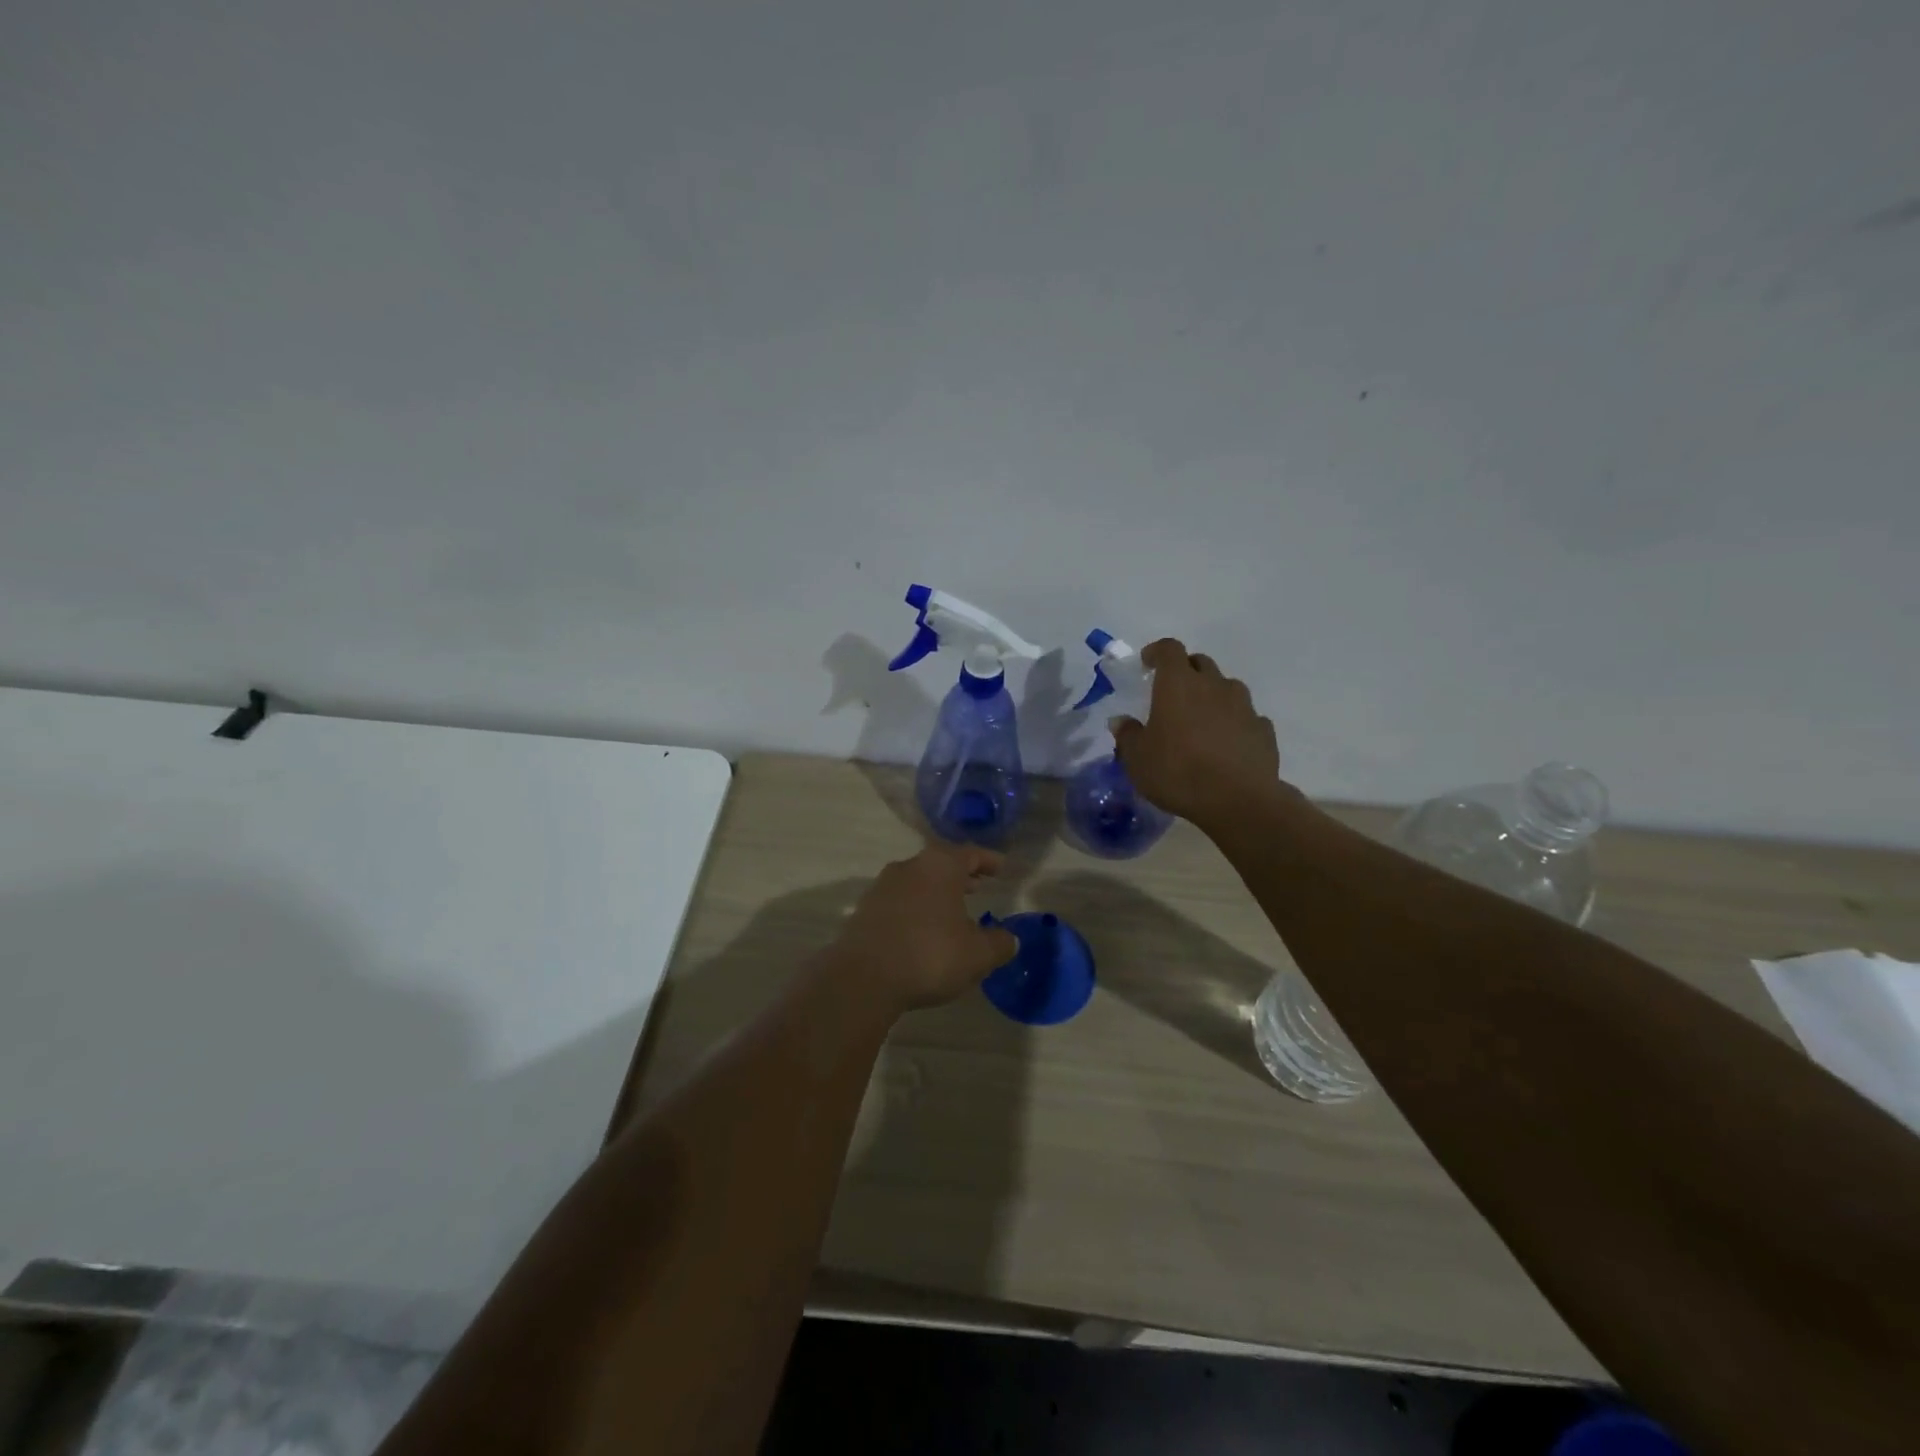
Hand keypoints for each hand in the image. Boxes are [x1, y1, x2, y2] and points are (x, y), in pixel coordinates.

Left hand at [826, 842, 1019, 1015]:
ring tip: (952, 910)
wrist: (863, 977)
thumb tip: (1010, 938)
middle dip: (961, 875)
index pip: (971, 853)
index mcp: (941, 865)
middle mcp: (910, 866)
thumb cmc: (930, 955)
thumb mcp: (977, 954)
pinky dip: (916, 908)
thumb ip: (999, 943)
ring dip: (937, 892)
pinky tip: (923, 930)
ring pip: (918, 880)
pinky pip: (900, 901)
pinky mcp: (865, 909)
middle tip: (978, 886)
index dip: (988, 860)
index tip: (1001, 868)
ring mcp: (883, 886)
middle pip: (941, 863)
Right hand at [1112, 639, 1282, 831]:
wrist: (1238, 801)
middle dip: (1185, 671)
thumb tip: (1121, 721)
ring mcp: (1244, 706)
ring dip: (1212, 695)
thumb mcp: (1137, 759)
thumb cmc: (1178, 772)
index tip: (1147, 663)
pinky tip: (1226, 744)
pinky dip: (1234, 722)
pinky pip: (1246, 716)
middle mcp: (1214, 685)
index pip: (1169, 649)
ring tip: (1201, 720)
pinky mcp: (1263, 730)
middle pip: (1200, 663)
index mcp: (1178, 684)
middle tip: (1172, 693)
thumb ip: (1127, 735)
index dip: (1157, 652)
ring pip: (1227, 687)